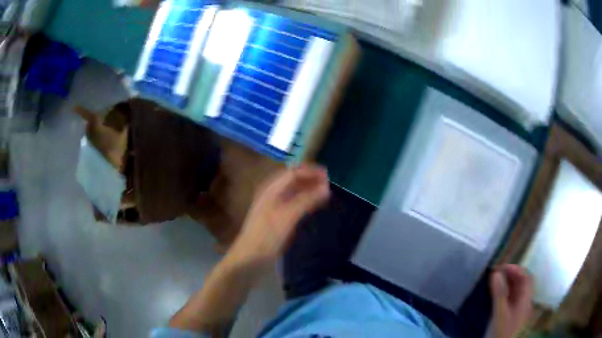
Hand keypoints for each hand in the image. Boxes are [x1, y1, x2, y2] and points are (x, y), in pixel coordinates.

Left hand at [227, 165, 329, 271]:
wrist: (249, 260)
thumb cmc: (266, 237)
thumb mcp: (287, 218)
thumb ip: (306, 201)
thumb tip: (326, 187)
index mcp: (271, 190)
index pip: (293, 173)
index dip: (310, 172)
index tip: (328, 176)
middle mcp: (271, 195)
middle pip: (292, 181)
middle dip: (310, 179)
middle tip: (328, 185)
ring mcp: (272, 207)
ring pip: (292, 192)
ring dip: (307, 190)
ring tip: (323, 194)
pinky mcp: (275, 219)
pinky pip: (292, 204)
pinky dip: (303, 202)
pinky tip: (312, 207)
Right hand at [490, 264, 532, 337]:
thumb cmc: (501, 331)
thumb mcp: (499, 313)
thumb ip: (499, 293)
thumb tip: (496, 272)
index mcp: (526, 299)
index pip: (526, 278)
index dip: (516, 269)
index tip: (502, 267)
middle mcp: (524, 302)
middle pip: (522, 283)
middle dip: (511, 275)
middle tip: (497, 273)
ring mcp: (518, 310)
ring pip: (516, 291)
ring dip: (508, 284)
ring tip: (495, 281)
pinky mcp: (511, 316)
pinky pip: (511, 299)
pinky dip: (505, 293)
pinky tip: (497, 295)